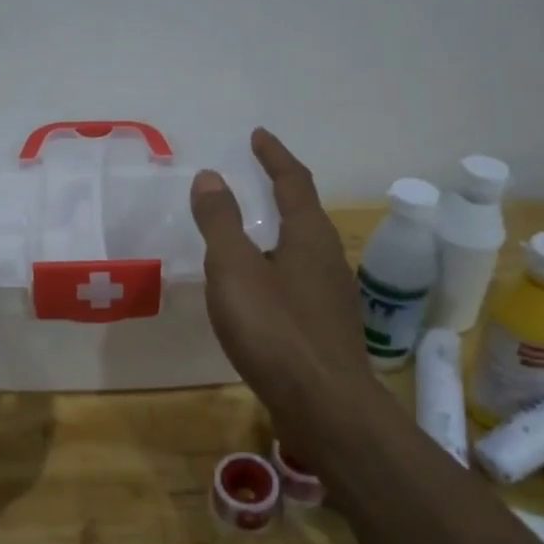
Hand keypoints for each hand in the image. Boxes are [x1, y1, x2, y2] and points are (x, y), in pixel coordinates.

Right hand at [190, 129, 372, 415]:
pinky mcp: (328, 328)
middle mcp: (329, 259)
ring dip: (279, 232)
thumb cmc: (275, 330)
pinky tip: (260, 292)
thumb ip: (220, 221)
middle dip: (280, 192)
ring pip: (303, 251)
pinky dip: (277, 268)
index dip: (274, 156)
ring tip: (251, 234)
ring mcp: (333, 296)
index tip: (258, 136)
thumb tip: (210, 176)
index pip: (294, 181)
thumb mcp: (235, 269)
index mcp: (310, 236)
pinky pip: (299, 282)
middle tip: (255, 178)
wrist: (325, 407)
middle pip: (304, 213)